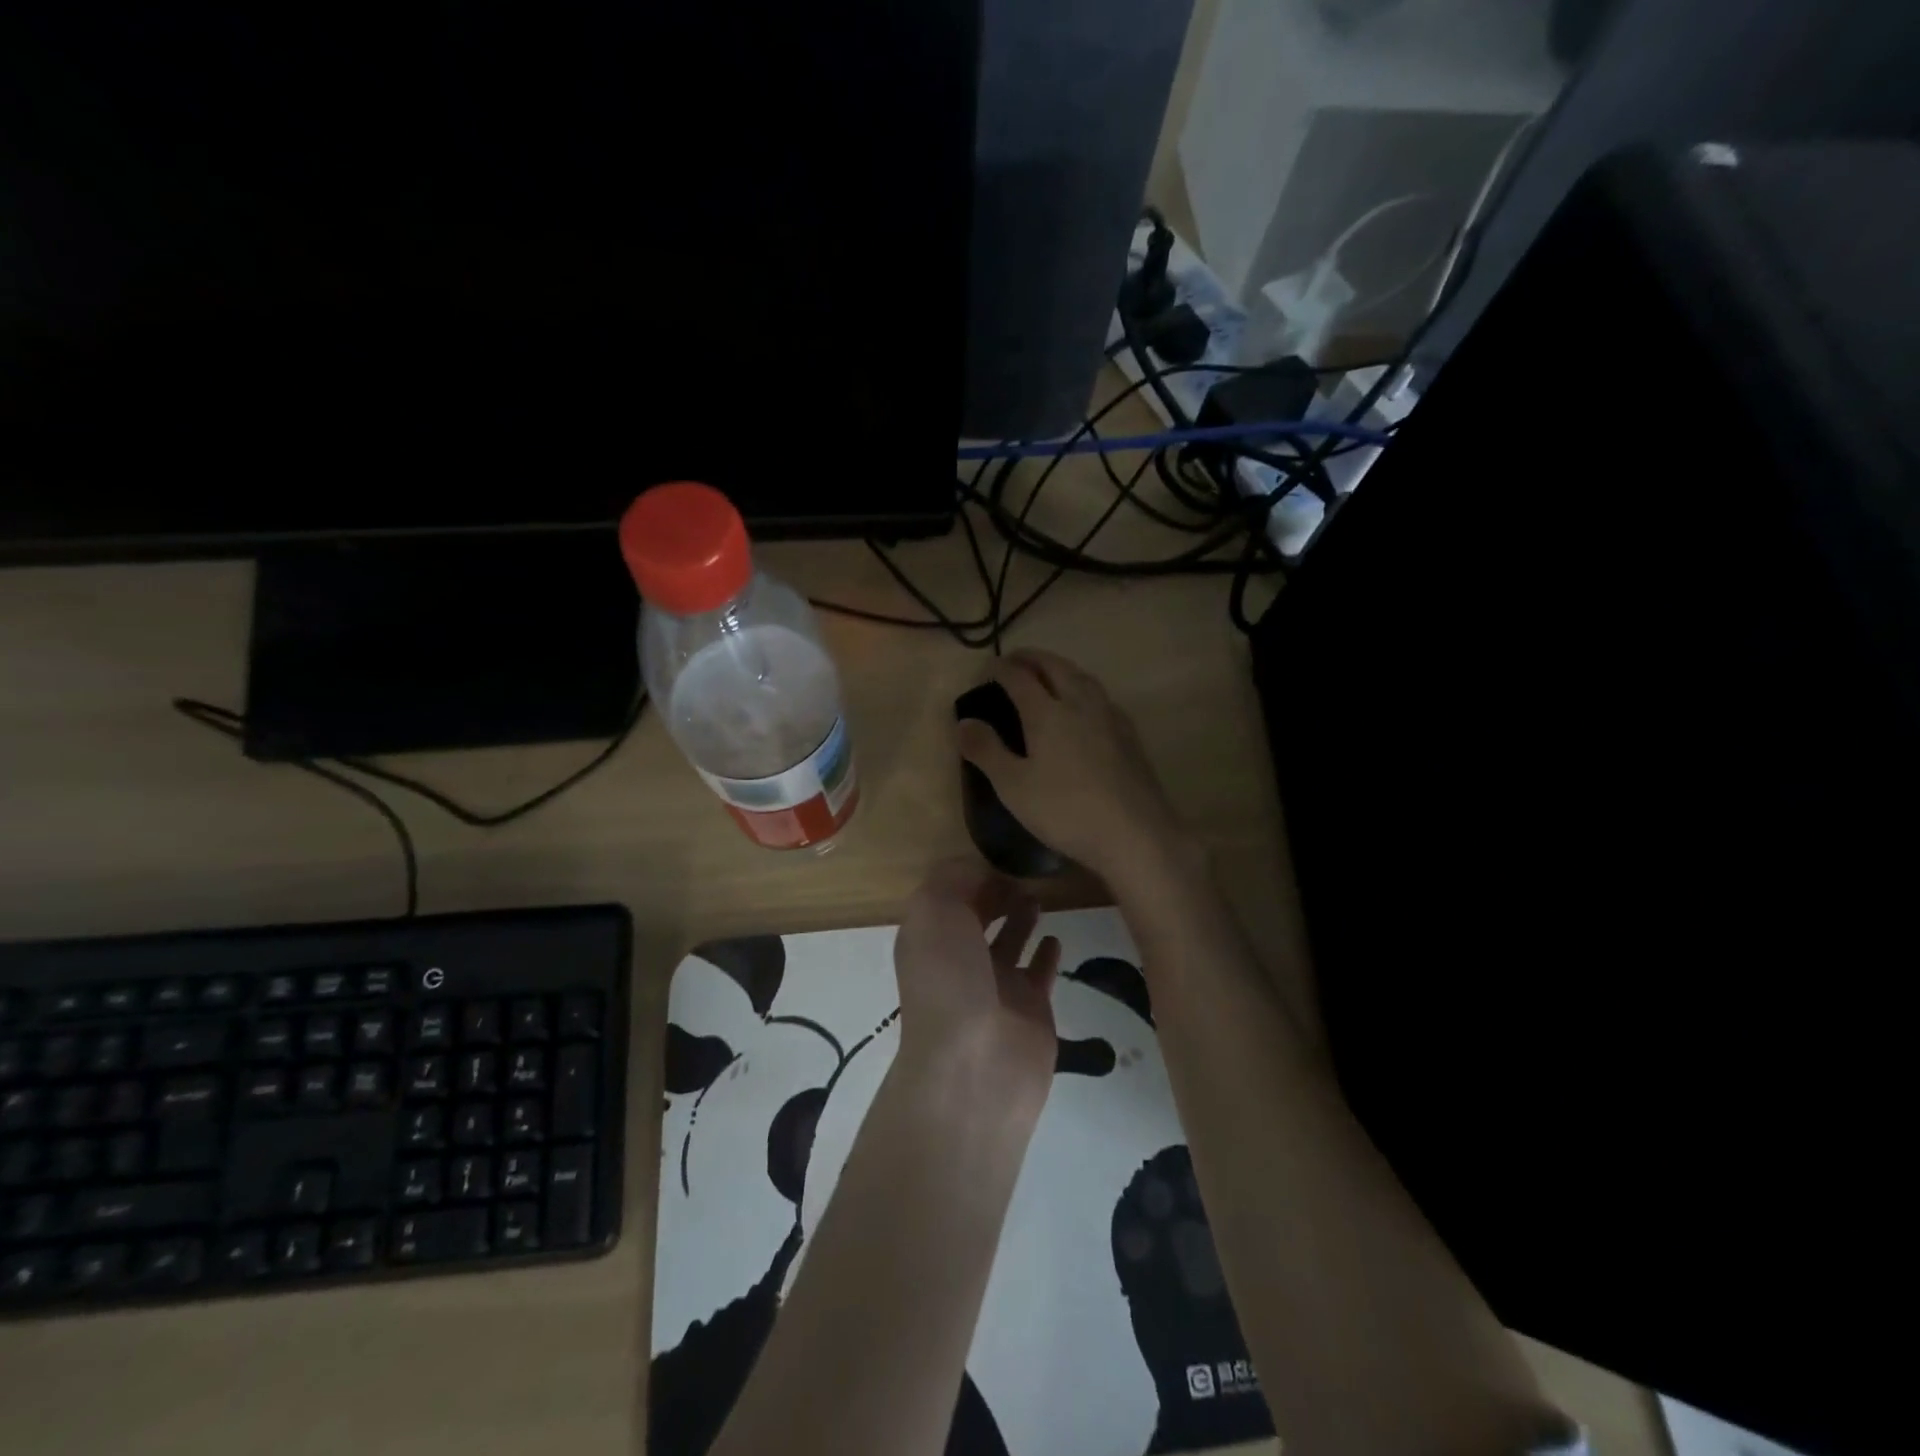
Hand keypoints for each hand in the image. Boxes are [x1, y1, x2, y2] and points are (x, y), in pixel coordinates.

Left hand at [892, 859, 1060, 1121]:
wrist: (976, 1067)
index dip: (970, 875)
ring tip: (1039, 897)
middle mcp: (959, 960)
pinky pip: (1040, 972)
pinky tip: (1056, 936)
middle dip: (994, 895)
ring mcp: (996, 987)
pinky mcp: (1031, 1009)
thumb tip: (979, 870)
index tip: (1000, 857)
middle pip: (978, 918)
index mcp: (930, 938)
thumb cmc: (950, 980)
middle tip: (1025, 873)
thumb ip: (953, 880)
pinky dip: (1047, 954)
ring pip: (1009, 942)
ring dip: (1021, 918)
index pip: (948, 897)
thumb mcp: (936, 911)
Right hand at [956, 650, 1189, 887]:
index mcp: (1047, 713)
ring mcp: (1109, 717)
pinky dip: (1084, 687)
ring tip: (1049, 673)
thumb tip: (964, 722)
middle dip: (1032, 658)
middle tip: (1015, 659)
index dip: (1000, 668)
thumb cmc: (1066, 811)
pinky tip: (1085, 705)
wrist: (1134, 833)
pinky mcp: (1129, 735)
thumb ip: (987, 751)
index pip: (1019, 678)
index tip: (987, 667)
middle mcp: (1080, 704)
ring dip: (1061, 668)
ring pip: (1083, 677)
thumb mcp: (1014, 786)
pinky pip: (1101, 696)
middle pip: (1055, 667)